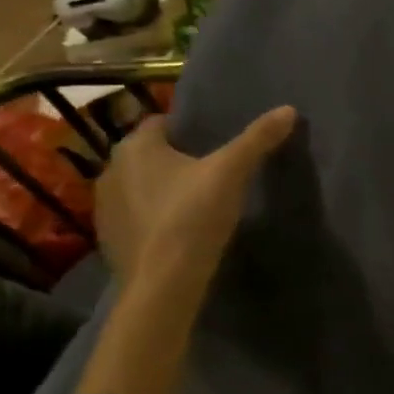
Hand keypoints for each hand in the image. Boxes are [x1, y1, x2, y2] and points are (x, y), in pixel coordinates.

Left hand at [96, 107, 296, 287]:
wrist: (163, 284)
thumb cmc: (193, 216)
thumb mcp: (232, 173)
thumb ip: (258, 139)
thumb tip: (289, 109)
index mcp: (136, 146)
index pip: (161, 123)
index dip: (188, 130)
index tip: (215, 144)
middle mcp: (111, 169)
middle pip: (149, 155)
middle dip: (175, 160)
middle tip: (212, 173)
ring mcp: (105, 208)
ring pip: (139, 187)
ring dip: (160, 190)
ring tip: (196, 203)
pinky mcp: (108, 240)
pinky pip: (135, 217)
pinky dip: (152, 219)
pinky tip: (178, 232)